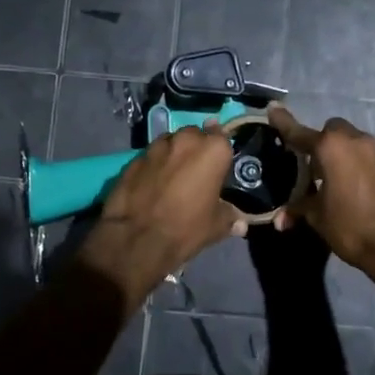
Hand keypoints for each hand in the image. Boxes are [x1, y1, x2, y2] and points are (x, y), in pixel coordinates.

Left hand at [76, 125, 243, 308]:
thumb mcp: (216, 226)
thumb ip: (230, 217)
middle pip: (194, 136)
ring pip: (170, 143)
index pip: (222, 137)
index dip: (220, 152)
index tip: (220, 165)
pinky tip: (152, 184)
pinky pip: (150, 157)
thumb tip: (241, 224)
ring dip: (174, 155)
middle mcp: (185, 140)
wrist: (137, 238)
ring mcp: (156, 147)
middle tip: (197, 172)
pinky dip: (154, 166)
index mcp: (212, 149)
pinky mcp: (133, 159)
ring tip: (173, 177)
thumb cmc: (187, 227)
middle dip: (196, 149)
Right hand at [267, 107, 374, 291]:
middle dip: (317, 142)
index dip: (283, 123)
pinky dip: (351, 164)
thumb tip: (280, 219)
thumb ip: (298, 209)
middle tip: (306, 164)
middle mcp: (354, 141)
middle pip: (330, 131)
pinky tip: (345, 187)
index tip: (272, 108)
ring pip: (349, 142)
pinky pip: (362, 157)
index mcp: (331, 147)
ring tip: (325, 178)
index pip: (299, 132)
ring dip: (337, 153)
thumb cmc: (349, 225)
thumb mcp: (317, 217)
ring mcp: (374, 153)